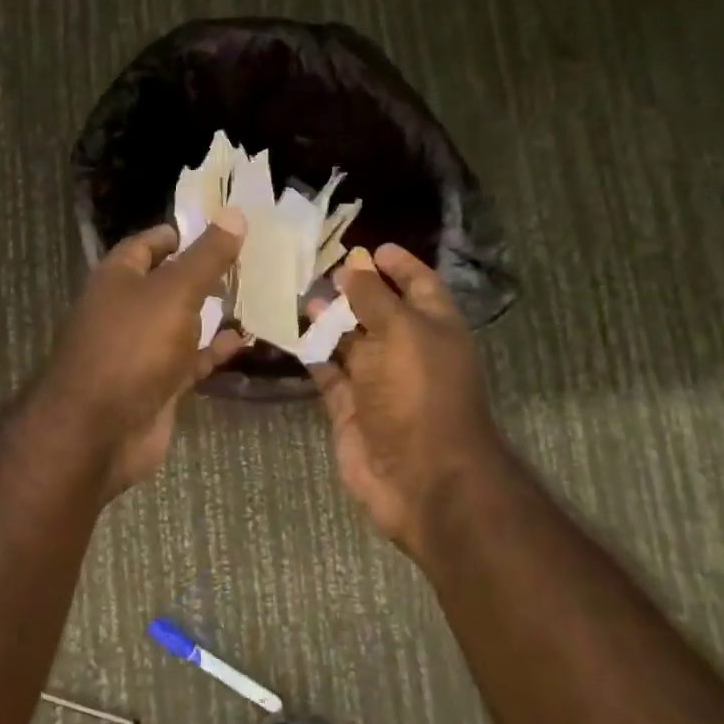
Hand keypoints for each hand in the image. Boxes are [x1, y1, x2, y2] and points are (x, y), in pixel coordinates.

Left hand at [34, 213, 247, 495]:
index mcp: (118, 277)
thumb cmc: (132, 346)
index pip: (148, 244)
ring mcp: (142, 349)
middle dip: (204, 273)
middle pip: (168, 282)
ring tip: (257, 294)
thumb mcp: (174, 292)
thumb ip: (206, 256)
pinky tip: (245, 339)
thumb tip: (235, 212)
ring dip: (212, 312)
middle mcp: (126, 309)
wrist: (99, 430)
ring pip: (182, 322)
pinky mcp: (158, 384)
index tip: (221, 227)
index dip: (181, 233)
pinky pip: (190, 360)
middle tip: (251, 260)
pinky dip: (214, 350)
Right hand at [308, 245, 503, 552]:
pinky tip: (289, 333)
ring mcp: (377, 381)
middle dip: (353, 289)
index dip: (398, 263)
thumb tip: (354, 265)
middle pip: (379, 310)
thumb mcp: (401, 332)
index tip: (369, 246)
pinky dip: (311, 354)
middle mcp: (407, 350)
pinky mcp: (350, 407)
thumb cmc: (418, 393)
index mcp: (433, 327)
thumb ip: (373, 297)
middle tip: (317, 268)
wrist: (419, 477)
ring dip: (326, 319)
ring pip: (349, 341)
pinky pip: (328, 372)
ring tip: (296, 295)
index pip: (418, 284)